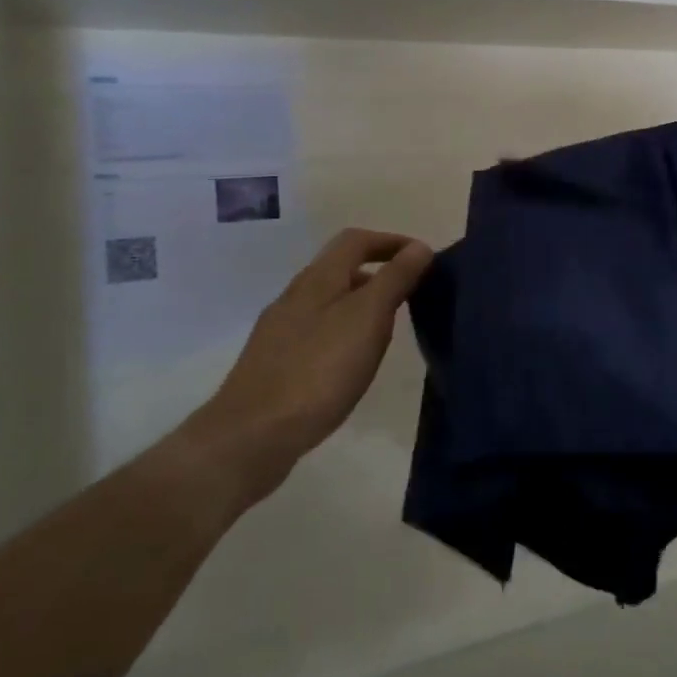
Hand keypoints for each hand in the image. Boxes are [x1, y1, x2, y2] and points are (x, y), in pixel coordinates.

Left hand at [179, 228, 432, 509]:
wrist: (252, 435)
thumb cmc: (318, 371)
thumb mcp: (367, 318)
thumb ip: (395, 279)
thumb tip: (420, 247)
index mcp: (318, 279)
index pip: (356, 240)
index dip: (391, 241)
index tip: (424, 258)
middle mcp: (295, 296)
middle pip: (340, 268)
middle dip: (379, 272)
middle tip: (413, 293)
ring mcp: (280, 330)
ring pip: (328, 301)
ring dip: (362, 302)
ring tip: (390, 328)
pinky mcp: (275, 362)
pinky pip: (318, 331)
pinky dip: (344, 331)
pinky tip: (353, 361)